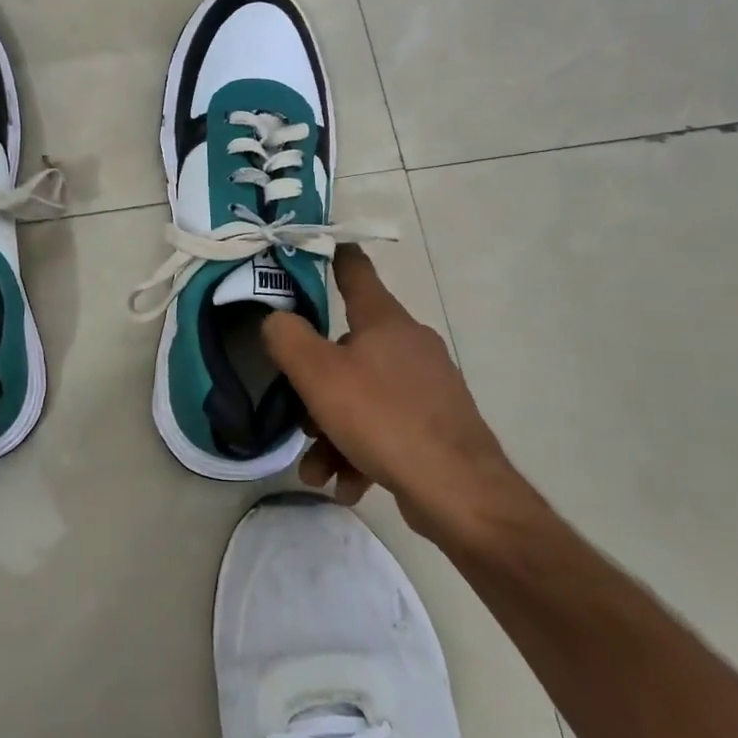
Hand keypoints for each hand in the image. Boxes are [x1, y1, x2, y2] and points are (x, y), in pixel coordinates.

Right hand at [262, 245, 520, 536]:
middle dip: (317, 387)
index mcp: (384, 320)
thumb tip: (276, 318)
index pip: (356, 271)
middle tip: (300, 417)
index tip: (321, 246)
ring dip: (333, 433)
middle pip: (348, 349)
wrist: (460, 492)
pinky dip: (361, 453)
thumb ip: (288, 338)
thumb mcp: (319, 375)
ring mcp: (427, 387)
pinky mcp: (437, 426)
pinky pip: (386, 429)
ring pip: (364, 397)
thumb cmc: (383, 418)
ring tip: (318, 471)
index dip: (335, 256)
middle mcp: (409, 344)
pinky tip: (347, 485)